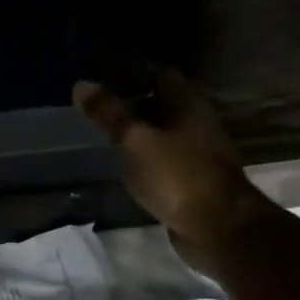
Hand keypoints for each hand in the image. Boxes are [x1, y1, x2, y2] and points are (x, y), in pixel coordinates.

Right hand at [73, 69, 275, 277]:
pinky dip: (143, 155)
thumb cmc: (178, 176)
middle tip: (96, 101)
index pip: (160, 73)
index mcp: (187, 105)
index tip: (102, 71)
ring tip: (102, 129)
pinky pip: (162, 158)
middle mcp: (196, 123)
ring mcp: (196, 153)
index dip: (132, 70)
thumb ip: (109, 114)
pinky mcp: (191, 179)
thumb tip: (81, 84)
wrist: (219, 229)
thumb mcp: (136, 141)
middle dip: (131, 100)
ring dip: (137, 130)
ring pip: (161, 132)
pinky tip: (121, 161)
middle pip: (161, 102)